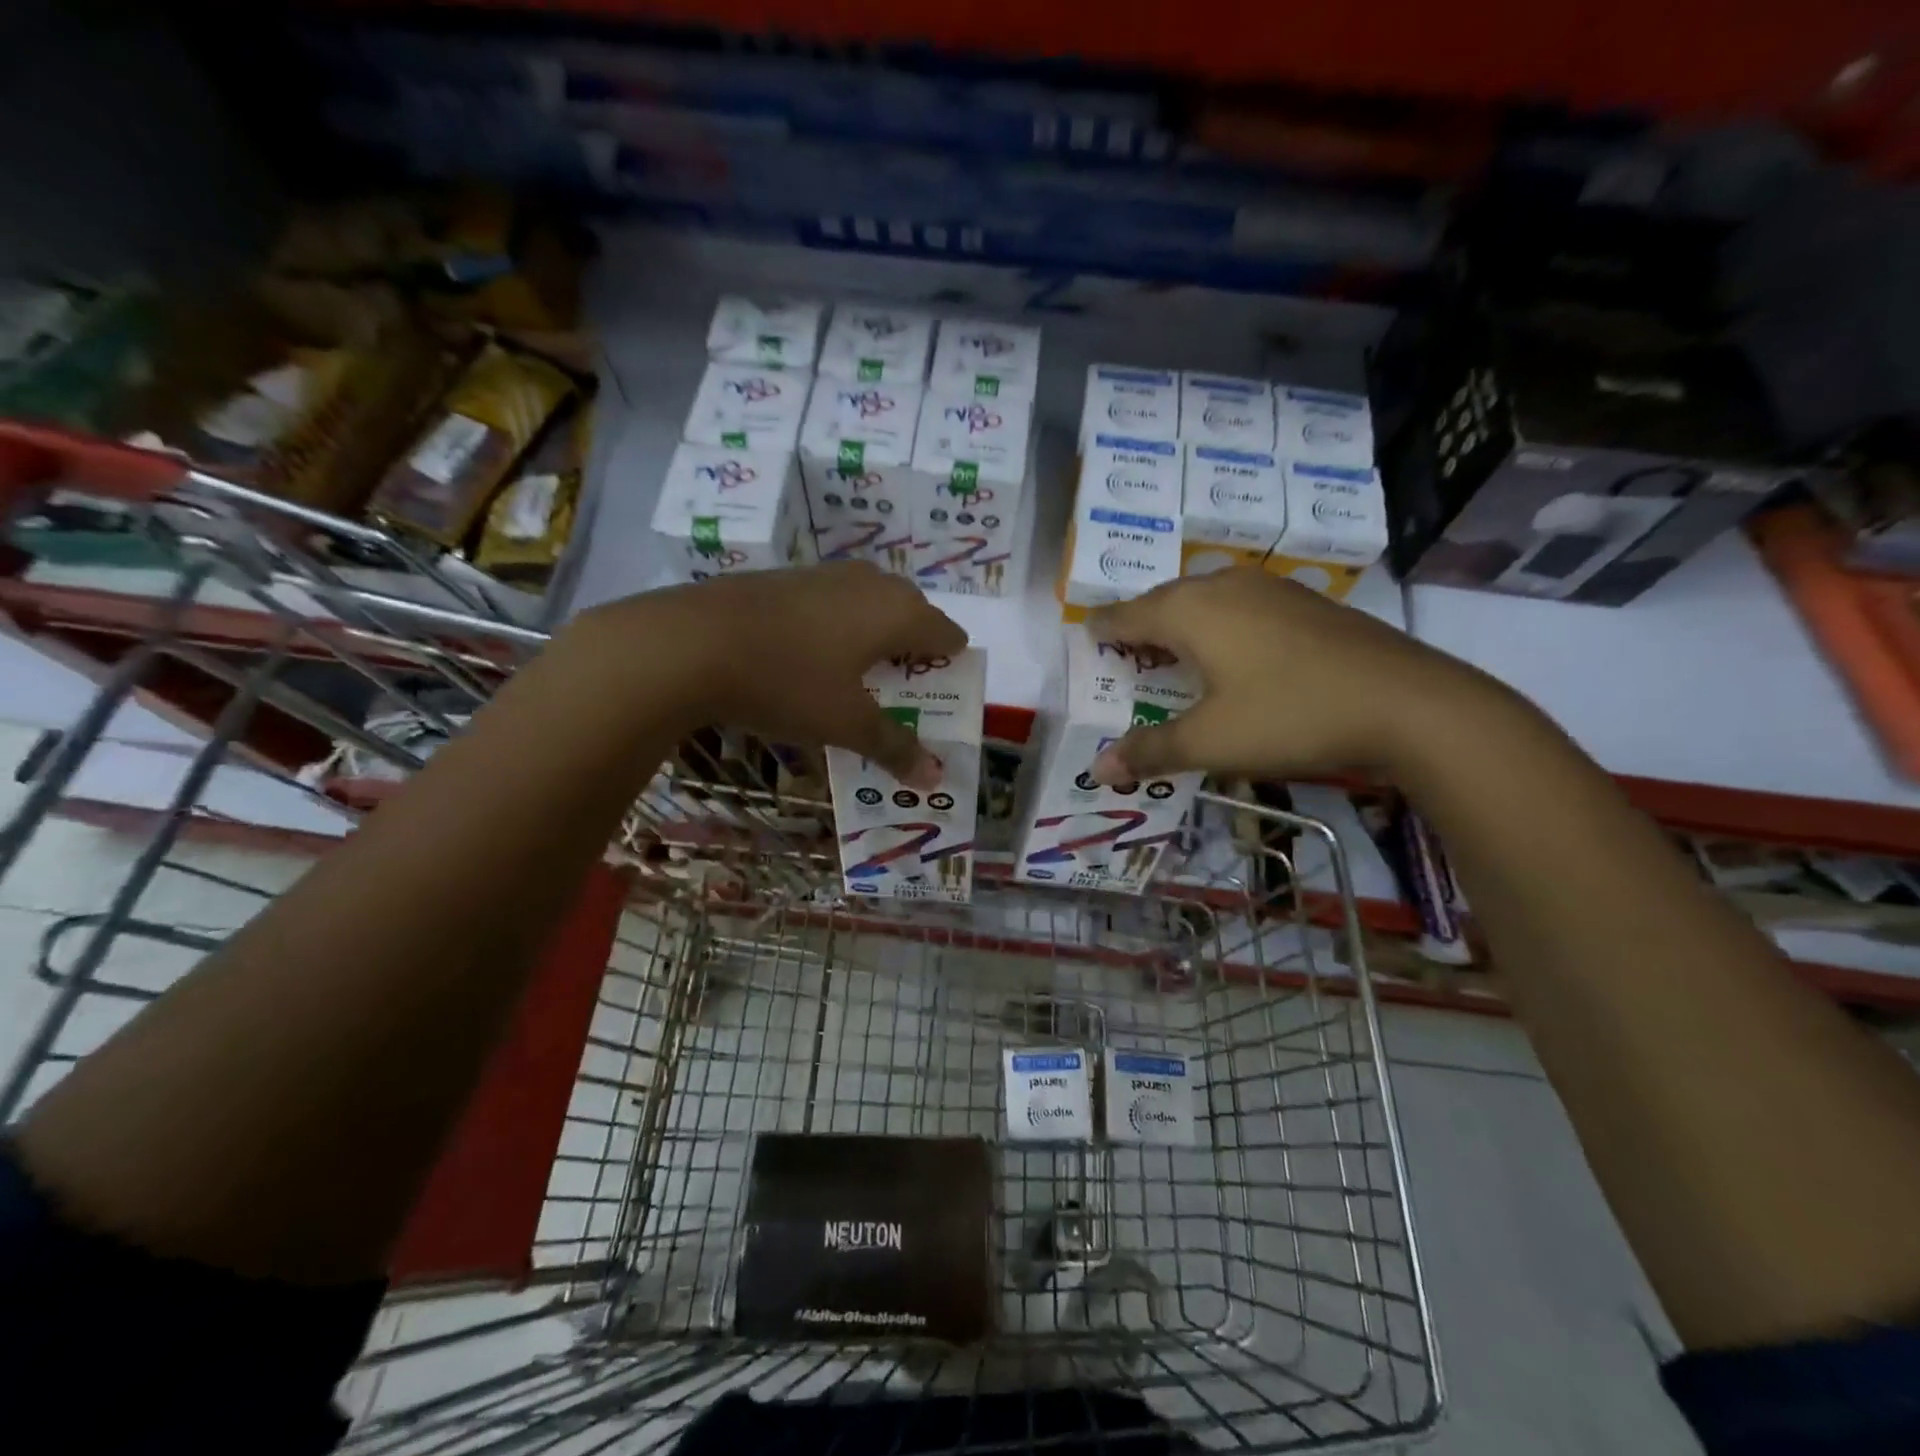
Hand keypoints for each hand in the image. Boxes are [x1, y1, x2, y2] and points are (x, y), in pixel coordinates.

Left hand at [573, 562, 966, 787]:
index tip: (936, 698)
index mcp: (898, 612)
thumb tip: (934, 777)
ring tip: (855, 678)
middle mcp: (870, 583)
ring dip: (873, 638)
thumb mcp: (845, 723)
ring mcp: (825, 575)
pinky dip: (836, 628)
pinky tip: (807, 658)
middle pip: (912, 613)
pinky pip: (832, 603)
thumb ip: (894, 747)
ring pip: (869, 604)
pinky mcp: (786, 578)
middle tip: (898, 692)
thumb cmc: (787, 681)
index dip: (949, 666)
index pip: (948, 634)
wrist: (689, 642)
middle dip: (912, 652)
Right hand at [1085, 568, 1506, 783]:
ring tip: (1173, 655)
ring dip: (1182, 625)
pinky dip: (1220, 627)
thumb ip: (1150, 751)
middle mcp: (1223, 586)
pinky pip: (1240, 608)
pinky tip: (1234, 656)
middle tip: (1125, 656)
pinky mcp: (1306, 604)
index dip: (1102, 630)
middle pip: (1163, 601)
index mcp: (1189, 610)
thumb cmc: (1291, 716)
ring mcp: (1270, 589)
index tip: (1087, 642)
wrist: (1410, 704)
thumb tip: (1098, 769)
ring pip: (1205, 600)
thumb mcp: (1211, 742)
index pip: (1125, 614)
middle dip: (1140, 627)